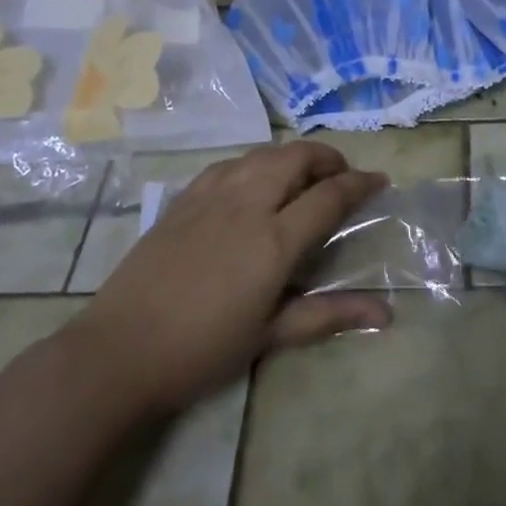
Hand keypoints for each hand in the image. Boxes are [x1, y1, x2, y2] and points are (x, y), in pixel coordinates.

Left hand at [67, 142, 391, 416]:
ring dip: (291, 156)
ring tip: (302, 176)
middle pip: (296, 157)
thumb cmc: (202, 350)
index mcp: (273, 240)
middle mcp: (246, 205)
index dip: (360, 183)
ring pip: (261, 153)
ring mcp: (210, 197)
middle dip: (327, 157)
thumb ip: (329, 314)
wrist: (119, 351)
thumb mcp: (270, 335)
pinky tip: (252, 182)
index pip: (329, 195)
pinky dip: (254, 163)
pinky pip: (228, 164)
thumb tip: (386, 313)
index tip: (379, 182)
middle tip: (341, 175)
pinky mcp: (182, 200)